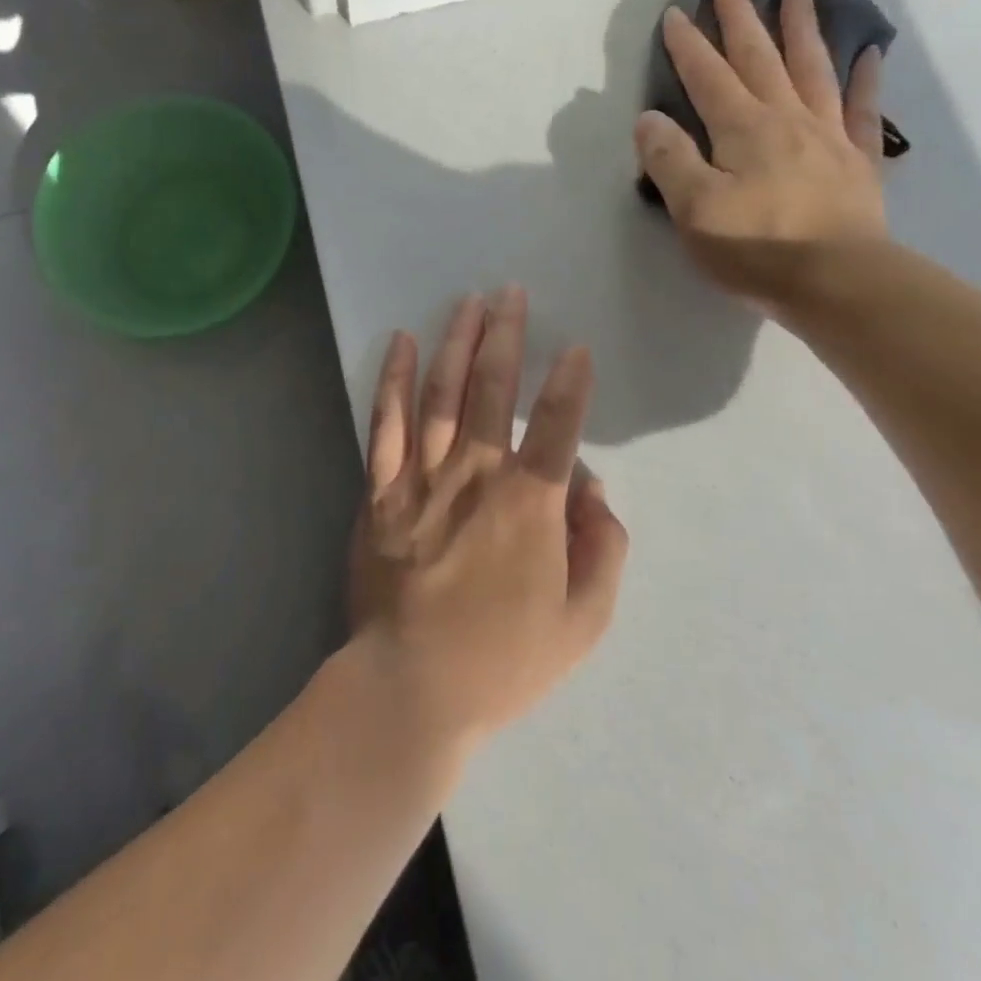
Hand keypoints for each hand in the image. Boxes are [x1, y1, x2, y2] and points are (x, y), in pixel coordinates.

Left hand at [347, 287, 629, 750]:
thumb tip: (589, 487)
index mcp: (528, 506)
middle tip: (511, 293)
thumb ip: (600, 547)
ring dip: (456, 343)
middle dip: (506, 336)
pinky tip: (400, 343)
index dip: (570, 384)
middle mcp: (474, 477)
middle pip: (491, 391)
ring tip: (468, 302)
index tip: (577, 348)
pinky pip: (385, 424)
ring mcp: (421, 479)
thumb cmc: (503, 660)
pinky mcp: (380, 492)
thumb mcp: (582, 620)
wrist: (411, 687)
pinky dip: (393, 380)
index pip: (555, 426)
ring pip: (440, 394)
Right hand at [635, 0, 886, 315]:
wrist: (837, 282)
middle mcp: (786, 119)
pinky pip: (864, 109)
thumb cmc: (756, 248)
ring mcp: (827, 136)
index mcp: (742, 129)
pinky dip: (866, 79)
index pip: (707, 77)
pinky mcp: (858, 161)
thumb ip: (669, 160)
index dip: (689, 45)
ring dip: (802, 30)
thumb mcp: (694, 209)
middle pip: (760, 59)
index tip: (675, 12)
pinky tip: (869, 54)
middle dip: (741, 20)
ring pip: (812, 70)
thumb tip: (649, 119)